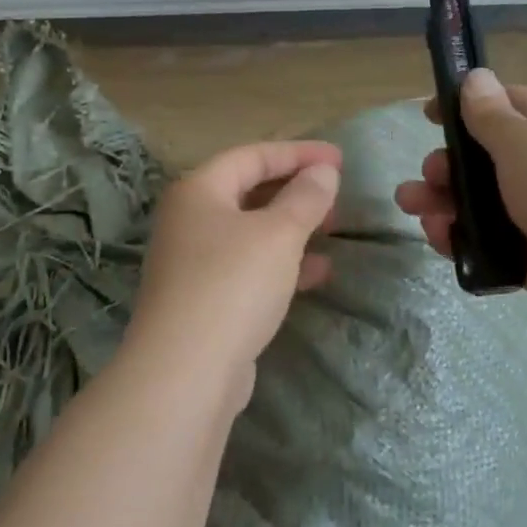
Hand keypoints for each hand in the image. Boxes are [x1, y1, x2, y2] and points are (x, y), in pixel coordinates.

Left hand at [125, 140, 341, 409]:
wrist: (186, 373)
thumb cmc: (233, 285)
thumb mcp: (278, 234)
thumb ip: (305, 197)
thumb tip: (323, 172)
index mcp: (198, 191)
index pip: (252, 156)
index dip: (298, 153)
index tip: (340, 159)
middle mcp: (190, 220)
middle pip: (248, 191)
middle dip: (295, 190)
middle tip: (336, 194)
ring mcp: (195, 263)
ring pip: (252, 232)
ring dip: (293, 227)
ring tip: (333, 228)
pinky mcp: (206, 300)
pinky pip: (250, 267)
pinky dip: (283, 263)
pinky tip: (319, 272)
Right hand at [396, 70, 526, 325]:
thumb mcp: (522, 140)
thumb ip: (491, 113)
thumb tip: (476, 76)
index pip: (505, 105)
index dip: (467, 104)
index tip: (430, 113)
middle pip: (481, 159)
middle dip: (446, 162)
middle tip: (428, 173)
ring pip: (475, 202)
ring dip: (440, 200)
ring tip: (412, 206)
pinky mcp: (524, 255)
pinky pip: (481, 241)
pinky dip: (456, 237)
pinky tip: (438, 237)